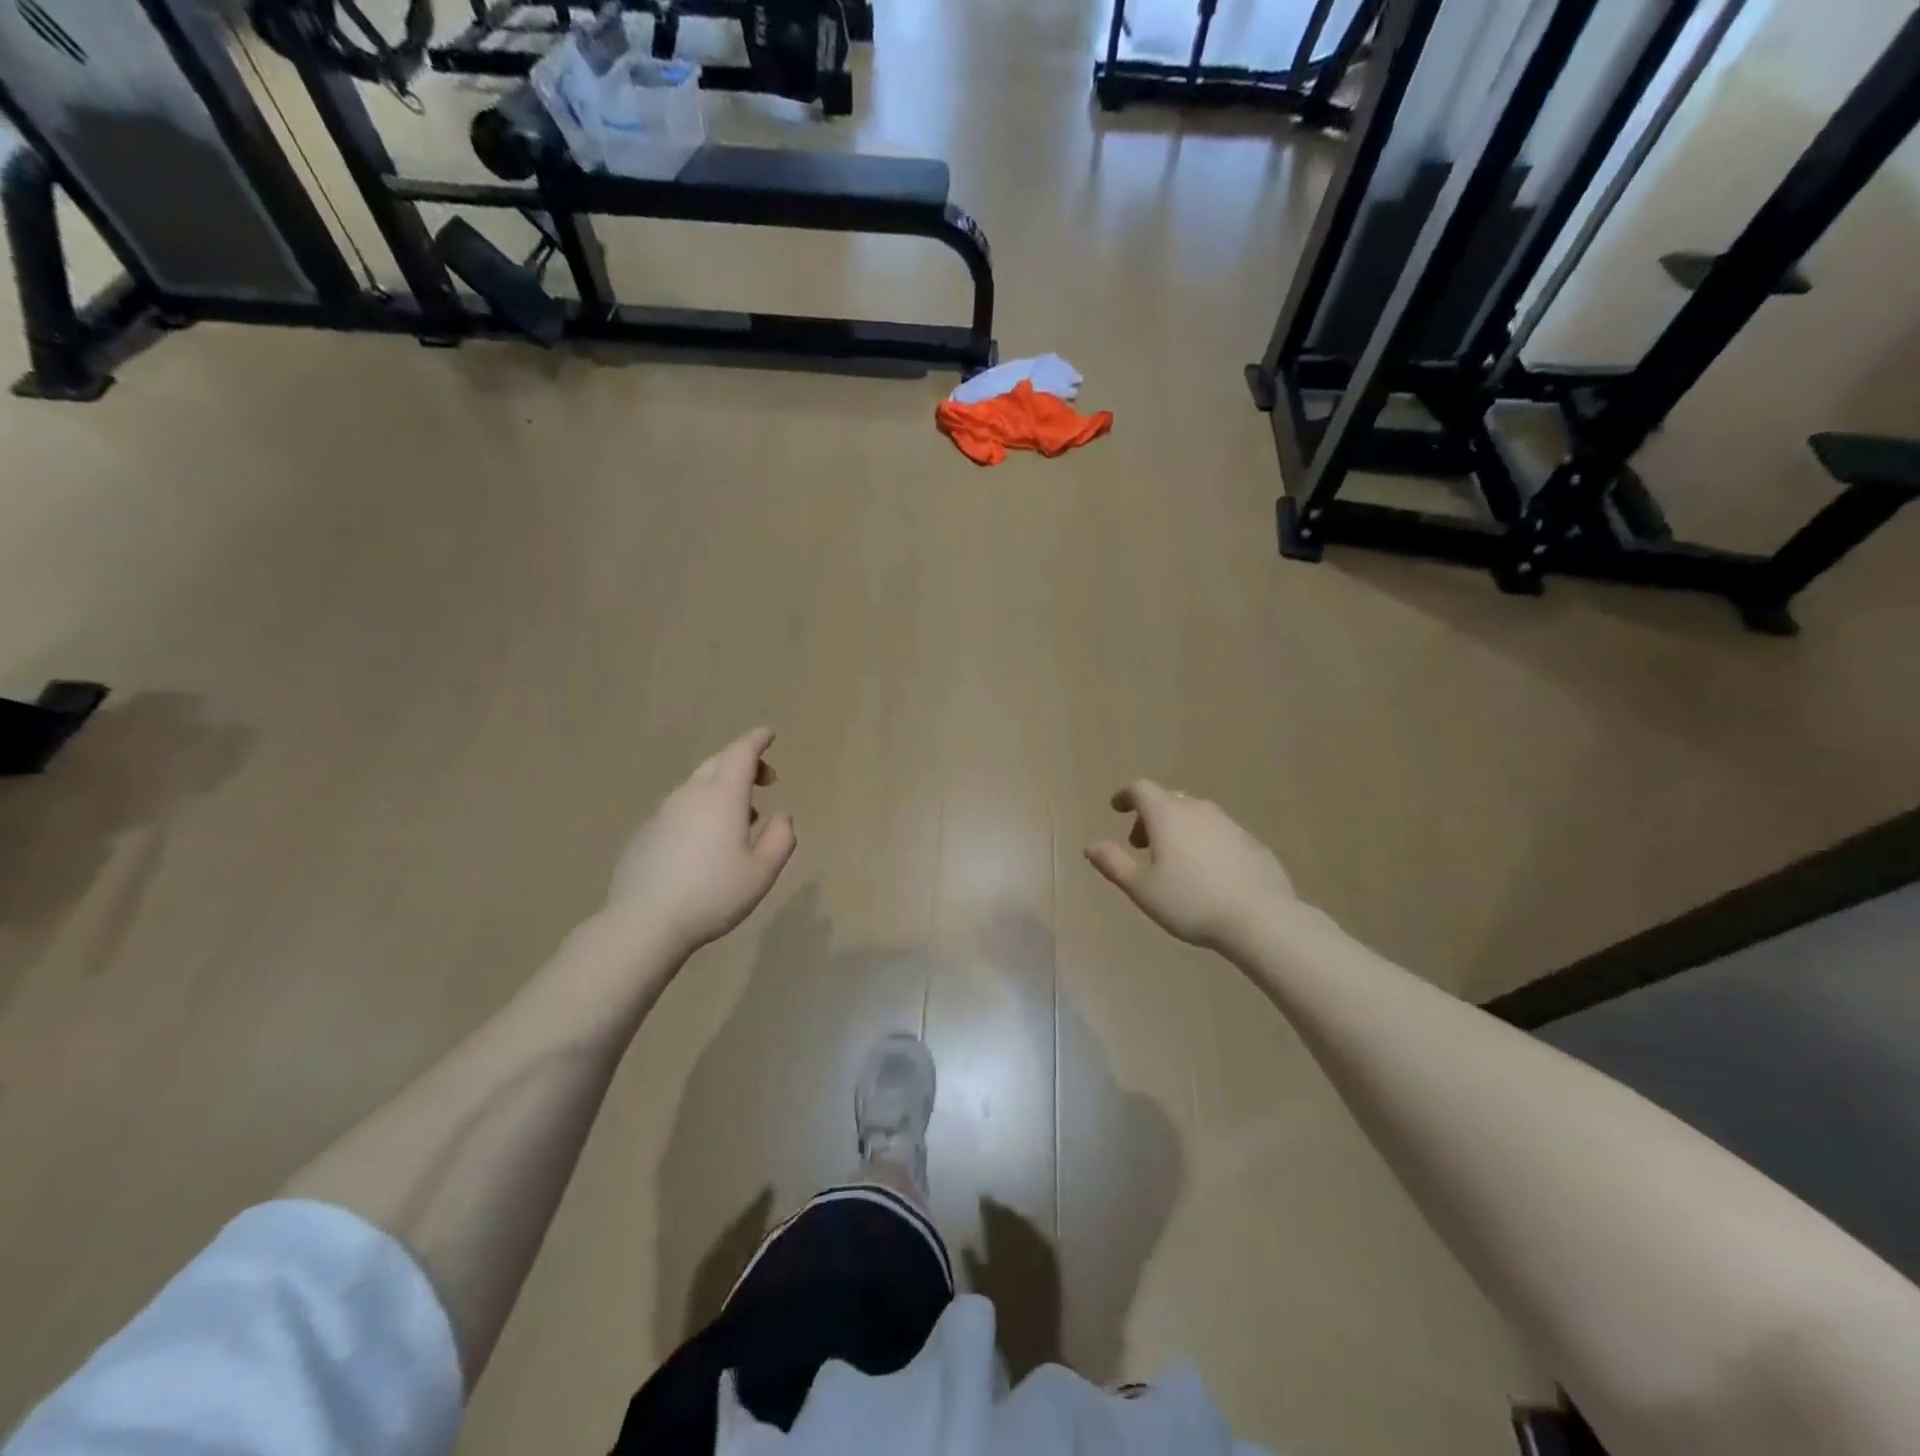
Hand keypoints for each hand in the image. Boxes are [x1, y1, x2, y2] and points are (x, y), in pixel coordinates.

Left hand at [605, 727, 797, 959]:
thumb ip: (781, 839)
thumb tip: (783, 817)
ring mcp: (663, 813)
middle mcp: (691, 795)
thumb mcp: (762, 872)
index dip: (757, 740)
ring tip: (741, 818)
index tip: (769, 734)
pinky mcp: (645, 833)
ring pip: (697, 786)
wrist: (644, 923)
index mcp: (723, 797)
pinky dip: (699, 810)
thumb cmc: (713, 894)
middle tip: (765, 781)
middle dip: (743, 762)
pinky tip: (704, 843)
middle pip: (717, 763)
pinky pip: (679, 809)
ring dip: (722, 789)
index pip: (741, 753)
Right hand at [1085, 781, 1296, 951]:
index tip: (1117, 808)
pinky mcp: (1252, 842)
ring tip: (1174, 860)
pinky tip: (1208, 872)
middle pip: (1168, 800)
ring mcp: (1229, 824)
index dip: (1126, 796)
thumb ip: (1114, 863)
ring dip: (1178, 828)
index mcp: (1167, 815)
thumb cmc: (1191, 902)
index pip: (1141, 789)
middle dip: (1150, 816)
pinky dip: (1204, 842)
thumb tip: (1091, 845)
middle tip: (1141, 845)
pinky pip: (1219, 832)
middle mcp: (1198, 810)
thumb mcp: (1142, 889)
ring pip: (1196, 814)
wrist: (1260, 918)